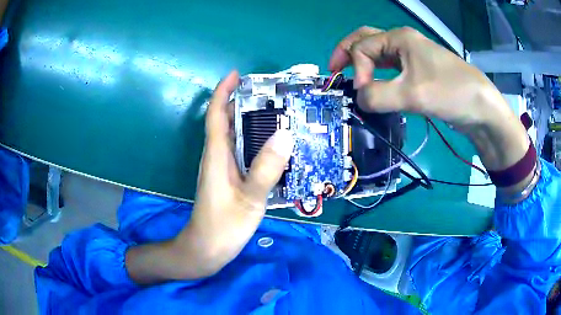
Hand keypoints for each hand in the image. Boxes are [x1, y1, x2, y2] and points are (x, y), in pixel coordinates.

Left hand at [184, 71, 292, 273]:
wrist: (206, 249)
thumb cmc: (223, 226)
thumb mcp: (249, 198)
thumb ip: (266, 168)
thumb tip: (285, 134)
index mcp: (217, 155)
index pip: (216, 115)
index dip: (223, 92)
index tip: (236, 74)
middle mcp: (217, 157)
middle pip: (226, 121)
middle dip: (241, 102)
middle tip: (269, 93)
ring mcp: (221, 168)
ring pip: (233, 137)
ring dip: (248, 121)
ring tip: (276, 113)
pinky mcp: (227, 179)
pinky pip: (239, 151)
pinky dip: (252, 141)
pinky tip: (271, 146)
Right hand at [329, 26, 528, 173]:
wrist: (481, 107)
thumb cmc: (450, 93)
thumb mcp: (412, 94)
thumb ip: (378, 96)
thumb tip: (359, 99)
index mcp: (399, 38)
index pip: (362, 48)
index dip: (357, 70)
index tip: (364, 95)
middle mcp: (403, 42)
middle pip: (366, 41)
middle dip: (347, 54)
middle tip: (334, 70)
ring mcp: (412, 56)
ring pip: (379, 55)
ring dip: (363, 65)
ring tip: (352, 79)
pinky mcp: (419, 72)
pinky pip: (391, 69)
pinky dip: (379, 76)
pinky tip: (377, 87)